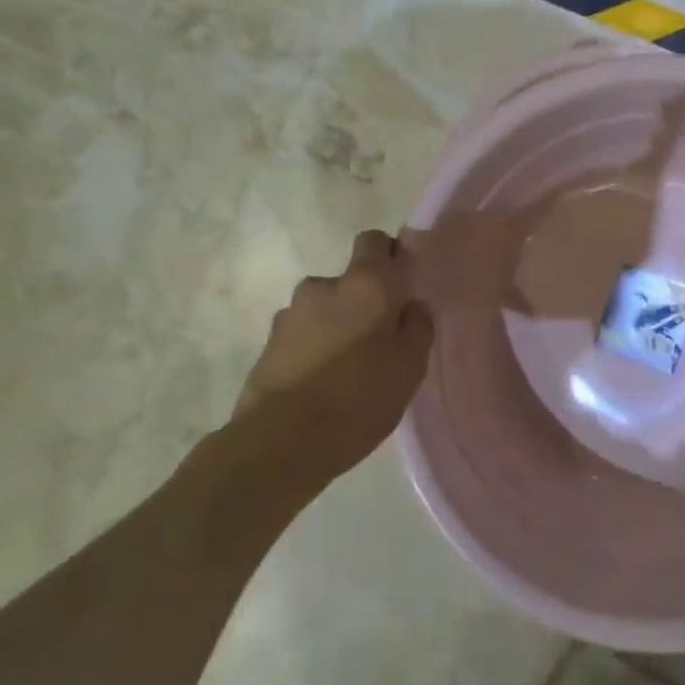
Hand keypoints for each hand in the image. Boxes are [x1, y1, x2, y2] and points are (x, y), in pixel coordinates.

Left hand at [233, 229, 434, 485]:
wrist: (280, 444)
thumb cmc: (359, 398)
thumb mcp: (410, 366)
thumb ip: (417, 326)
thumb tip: (411, 306)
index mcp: (365, 283)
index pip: (374, 240)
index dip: (389, 257)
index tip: (401, 287)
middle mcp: (323, 286)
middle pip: (350, 281)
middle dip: (363, 302)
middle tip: (379, 340)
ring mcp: (289, 315)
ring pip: (324, 310)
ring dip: (336, 327)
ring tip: (348, 369)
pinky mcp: (267, 345)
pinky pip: (302, 336)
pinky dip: (313, 350)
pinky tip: (322, 385)